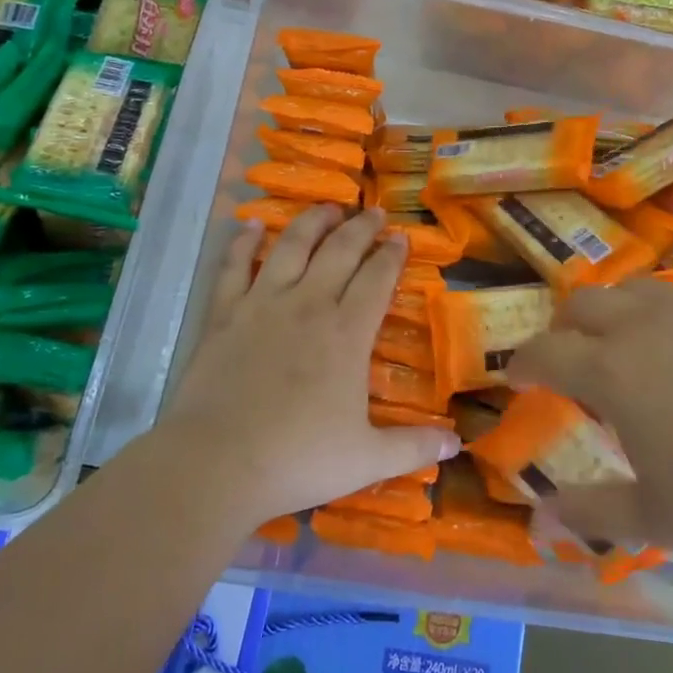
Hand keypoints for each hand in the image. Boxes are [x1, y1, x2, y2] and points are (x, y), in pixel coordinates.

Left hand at [160, 205, 458, 527]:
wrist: (216, 464)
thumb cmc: (297, 459)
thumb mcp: (367, 459)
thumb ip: (415, 446)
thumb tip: (457, 441)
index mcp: (347, 334)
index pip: (377, 279)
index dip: (392, 255)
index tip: (401, 238)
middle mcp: (308, 305)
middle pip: (340, 251)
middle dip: (361, 228)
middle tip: (375, 212)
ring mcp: (262, 305)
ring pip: (291, 246)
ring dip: (312, 222)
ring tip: (327, 209)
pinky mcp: (224, 314)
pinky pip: (234, 267)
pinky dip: (243, 242)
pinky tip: (249, 225)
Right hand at [507, 279, 672, 574]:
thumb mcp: (657, 520)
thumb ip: (591, 513)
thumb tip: (539, 517)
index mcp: (612, 371)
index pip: (545, 351)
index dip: (523, 363)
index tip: (517, 377)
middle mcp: (644, 324)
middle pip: (582, 304)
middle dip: (562, 328)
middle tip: (567, 360)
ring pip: (633, 288)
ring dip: (611, 312)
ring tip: (624, 346)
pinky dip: (663, 311)